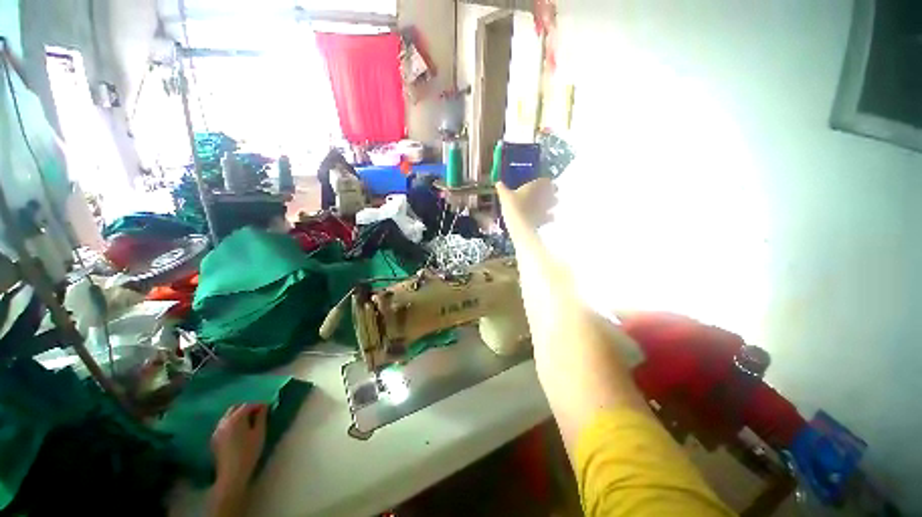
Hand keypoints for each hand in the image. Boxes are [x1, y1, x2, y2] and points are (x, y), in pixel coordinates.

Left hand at [210, 403, 268, 489]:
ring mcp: (217, 430)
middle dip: (246, 408)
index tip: (267, 408)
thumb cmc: (249, 452)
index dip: (259, 405)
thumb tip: (263, 406)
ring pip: (228, 416)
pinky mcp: (214, 439)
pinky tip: (238, 431)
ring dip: (238, 415)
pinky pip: (224, 425)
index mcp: (236, 418)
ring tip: (249, 422)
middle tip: (258, 413)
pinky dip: (232, 423)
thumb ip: (261, 417)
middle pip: (235, 408)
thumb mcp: (259, 433)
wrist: (232, 474)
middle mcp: (224, 421)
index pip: (248, 405)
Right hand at [496, 177, 556, 229]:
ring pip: (555, 202)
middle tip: (544, 194)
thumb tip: (497, 182)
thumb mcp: (504, 196)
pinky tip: (545, 218)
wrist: (520, 225)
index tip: (541, 184)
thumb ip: (502, 188)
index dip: (545, 182)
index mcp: (536, 186)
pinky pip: (551, 216)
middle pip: (554, 190)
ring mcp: (547, 207)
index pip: (546, 180)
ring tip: (546, 206)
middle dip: (551, 192)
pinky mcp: (546, 218)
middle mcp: (545, 194)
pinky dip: (550, 216)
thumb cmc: (513, 206)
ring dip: (552, 203)